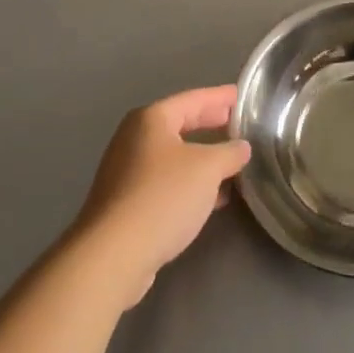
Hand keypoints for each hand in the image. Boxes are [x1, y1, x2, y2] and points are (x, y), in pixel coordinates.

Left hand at [73, 86, 250, 305]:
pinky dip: (189, 184)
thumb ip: (230, 153)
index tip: (241, 96)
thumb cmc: (162, 197)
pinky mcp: (125, 205)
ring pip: (174, 157)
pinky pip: (165, 183)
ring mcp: (126, 173)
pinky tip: (211, 198)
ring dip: (202, 159)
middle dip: (210, 125)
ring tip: (231, 163)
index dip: (220, 97)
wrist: (112, 256)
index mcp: (151, 120)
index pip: (193, 99)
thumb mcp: (208, 168)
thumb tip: (241, 148)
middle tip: (237, 123)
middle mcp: (134, 140)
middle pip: (180, 125)